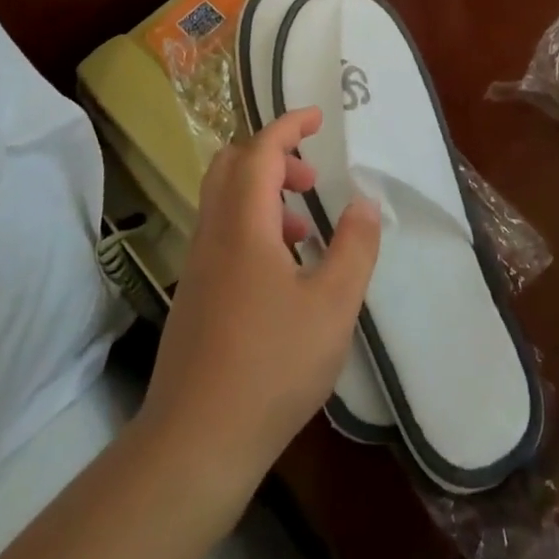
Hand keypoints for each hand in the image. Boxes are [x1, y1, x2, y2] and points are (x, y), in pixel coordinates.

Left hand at [140, 107, 381, 493]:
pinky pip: (222, 232)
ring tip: (304, 227)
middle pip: (232, 164)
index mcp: (244, 221)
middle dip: (273, 155)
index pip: (262, 149)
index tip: (317, 116)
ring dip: (264, 192)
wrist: (194, 443)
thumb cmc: (270, 366)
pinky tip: (282, 271)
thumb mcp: (332, 306)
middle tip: (311, 176)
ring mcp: (198, 263)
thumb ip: (354, 246)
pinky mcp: (195, 293)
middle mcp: (214, 231)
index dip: (289, 125)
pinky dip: (252, 224)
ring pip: (225, 200)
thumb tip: (364, 202)